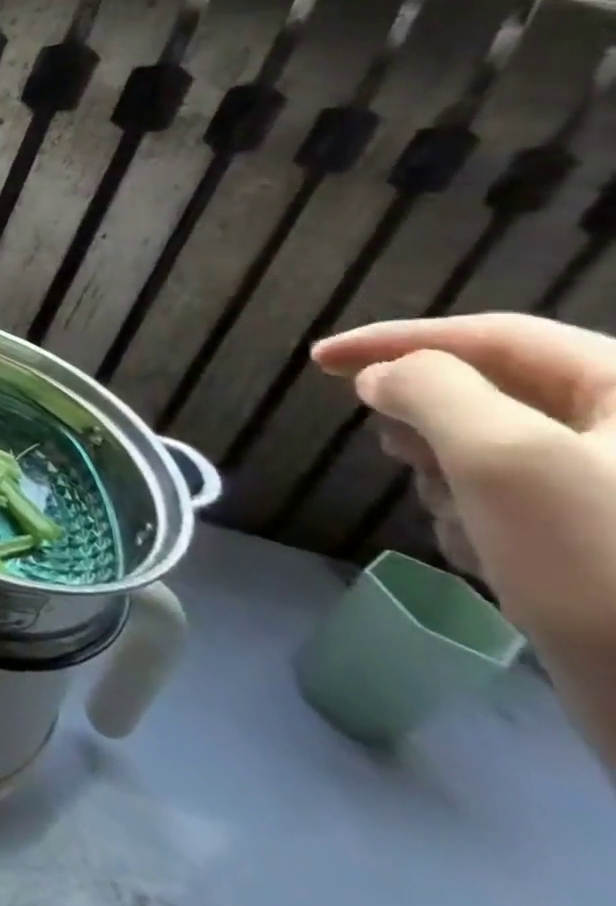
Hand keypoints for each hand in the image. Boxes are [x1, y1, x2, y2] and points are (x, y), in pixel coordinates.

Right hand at [312, 315, 615, 653]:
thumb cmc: (608, 569)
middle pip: (492, 395)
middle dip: (431, 424)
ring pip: (491, 454)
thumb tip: (386, 377)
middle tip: (399, 452)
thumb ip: (431, 391)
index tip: (319, 361)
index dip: (398, 340)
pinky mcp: (608, 549)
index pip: (499, 336)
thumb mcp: (504, 458)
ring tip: (465, 525)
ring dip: (451, 481)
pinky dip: (479, 522)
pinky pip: (512, 506)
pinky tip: (492, 561)